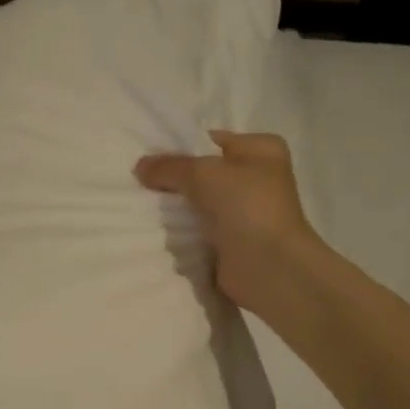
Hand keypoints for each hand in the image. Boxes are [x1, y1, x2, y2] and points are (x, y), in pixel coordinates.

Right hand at [135, 130, 317, 317]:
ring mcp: (244, 212)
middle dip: (174, 182)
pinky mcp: (231, 241)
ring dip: (176, 210)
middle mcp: (256, 178)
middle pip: (203, 174)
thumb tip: (140, 166)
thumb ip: (169, 166)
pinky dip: (182, 233)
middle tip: (142, 186)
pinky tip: (160, 233)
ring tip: (146, 210)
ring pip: (198, 204)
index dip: (179, 148)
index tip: (147, 159)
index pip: (211, 141)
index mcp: (261, 150)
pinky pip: (198, 230)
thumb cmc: (245, 207)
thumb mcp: (203, 174)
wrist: (268, 267)